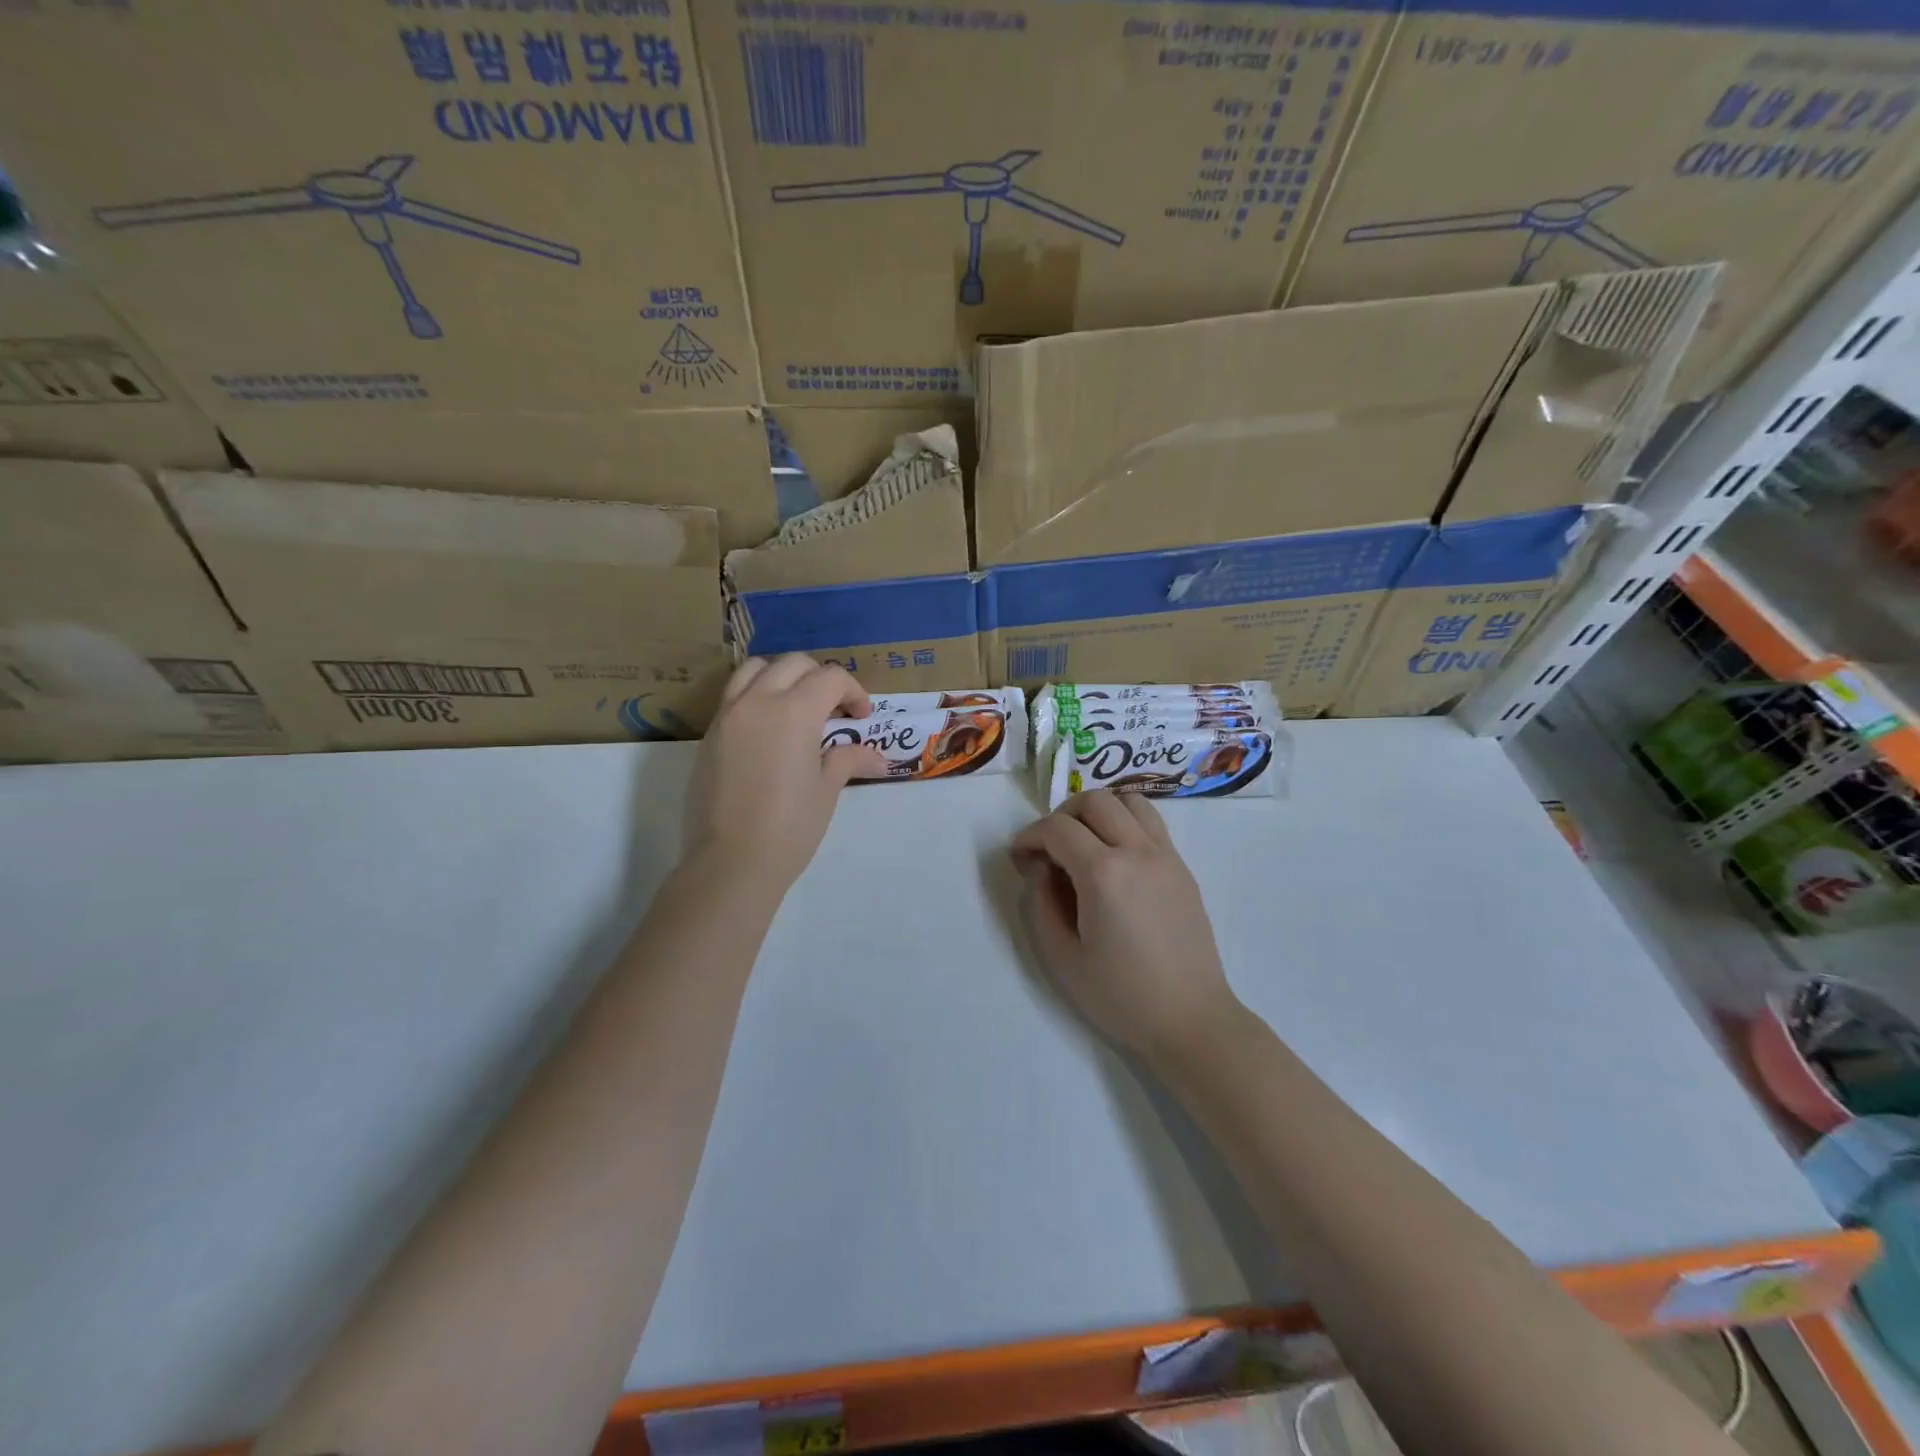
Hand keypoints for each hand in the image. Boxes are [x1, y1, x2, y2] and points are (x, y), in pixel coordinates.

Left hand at [685, 655, 886, 892]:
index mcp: (794, 711)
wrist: (731, 861)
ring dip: (783, 676)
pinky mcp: (710, 734)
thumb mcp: (826, 790)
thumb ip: (848, 759)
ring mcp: (728, 715)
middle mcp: (758, 701)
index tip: (861, 718)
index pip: (831, 678)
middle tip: (834, 710)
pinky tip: (769, 728)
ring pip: (756, 669)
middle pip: (794, 664)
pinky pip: (734, 694)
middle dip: (821, 679)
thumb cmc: (790, 827)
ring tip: (796, 705)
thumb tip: (879, 758)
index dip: (853, 692)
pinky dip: (756, 694)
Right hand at [1011, 791, 1245, 1064]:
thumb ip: (1041, 902)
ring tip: (1084, 842)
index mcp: (1104, 874)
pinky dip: (1125, 821)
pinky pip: (1151, 822)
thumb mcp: (1062, 956)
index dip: (1029, 836)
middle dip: (1061, 815)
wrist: (1190, 1018)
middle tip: (1049, 848)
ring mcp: (1166, 855)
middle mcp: (1137, 851)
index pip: (1057, 828)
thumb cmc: (1121, 995)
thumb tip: (1040, 868)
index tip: (1019, 858)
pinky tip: (1114, 856)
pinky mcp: (1182, 867)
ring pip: (1128, 800)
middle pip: (1093, 800)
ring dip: (1098, 810)